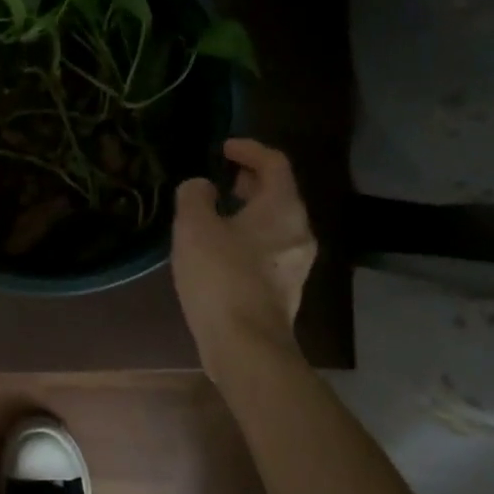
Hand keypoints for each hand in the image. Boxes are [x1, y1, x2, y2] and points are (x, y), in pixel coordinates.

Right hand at [171, 138, 317, 364]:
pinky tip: (220, 251)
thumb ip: (194, 196)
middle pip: (279, 193)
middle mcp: (298, 232)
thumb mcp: (194, 226)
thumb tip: (201, 187)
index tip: (223, 148)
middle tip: (221, 178)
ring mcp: (296, 264)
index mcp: (283, 208)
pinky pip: (268, 249)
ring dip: (248, 212)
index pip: (275, 163)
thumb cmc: (221, 276)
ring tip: (216, 214)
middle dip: (250, 181)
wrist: (245, 345)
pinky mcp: (284, 290)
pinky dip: (248, 238)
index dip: (249, 149)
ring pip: (274, 224)